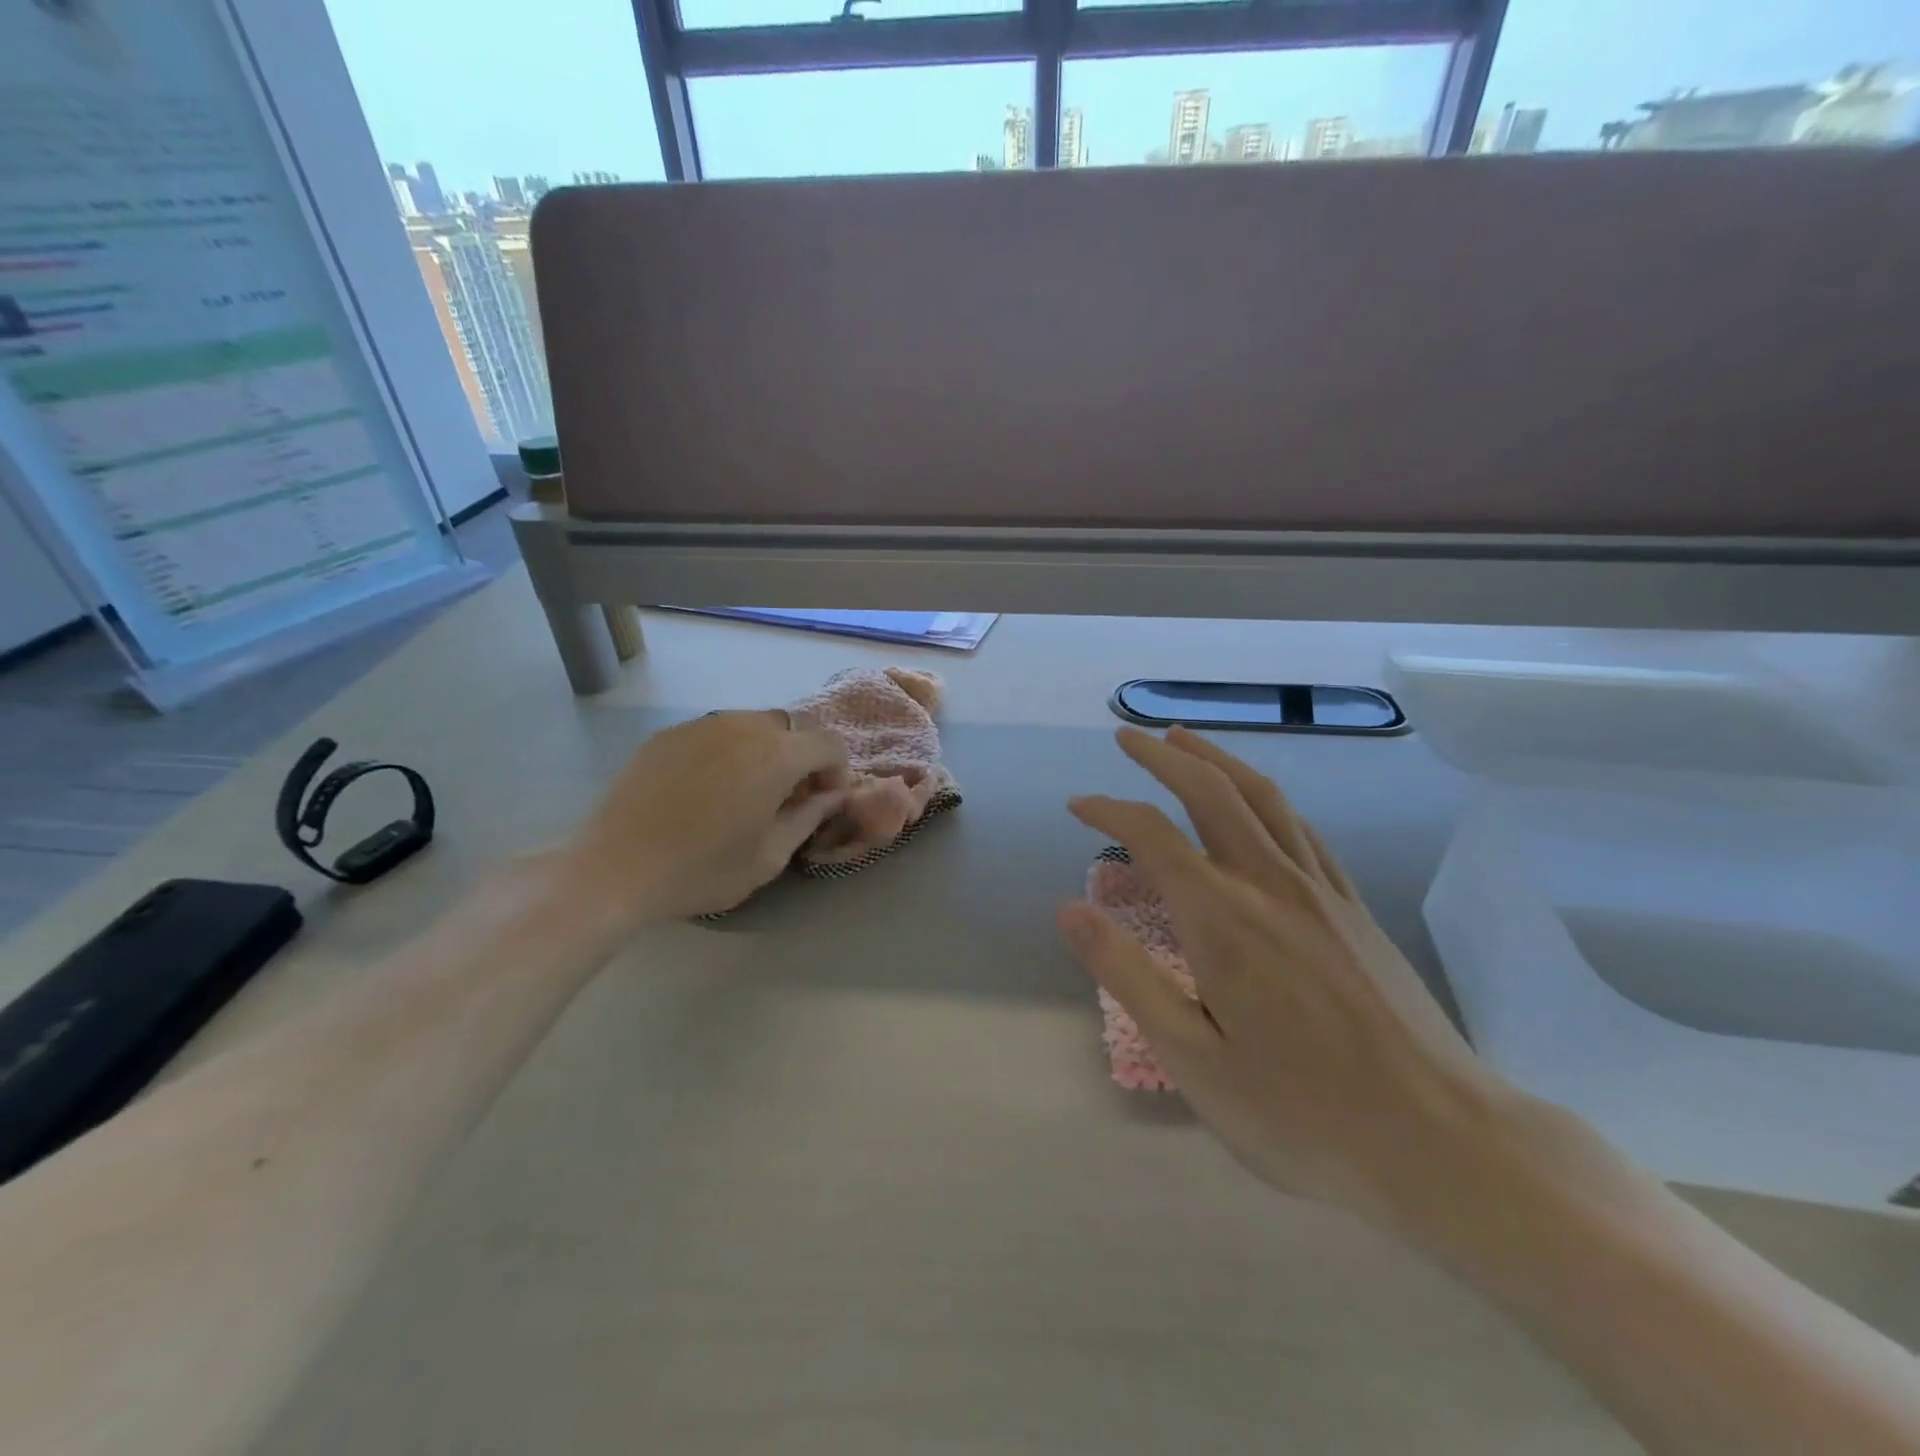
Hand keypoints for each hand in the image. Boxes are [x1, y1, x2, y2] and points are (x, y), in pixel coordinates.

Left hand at [565, 709, 848, 924]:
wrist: (614, 870)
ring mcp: (701, 725)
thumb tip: (832, 795)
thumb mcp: (770, 856)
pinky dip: (726, 752)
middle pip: (790, 729)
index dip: (836, 772)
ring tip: (745, 792)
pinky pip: (714, 733)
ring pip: (751, 725)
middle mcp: (743, 726)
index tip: (822, 802)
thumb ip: (810, 817)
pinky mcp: (668, 734)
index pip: (828, 744)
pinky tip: (706, 789)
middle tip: (786, 798)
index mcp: (776, 755)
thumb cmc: (702, 870)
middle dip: (800, 759)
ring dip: (763, 752)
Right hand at [1060, 726, 1508, 1226]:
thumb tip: (1070, 908)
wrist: (1443, 1142)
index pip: (1152, 835)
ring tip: (1186, 740)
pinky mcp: (1355, 908)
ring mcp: (1321, 891)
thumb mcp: (1192, 1059)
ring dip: (1218, 760)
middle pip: (1212, 792)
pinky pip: (1303, 829)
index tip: (1077, 804)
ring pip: (1263, 798)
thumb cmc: (1301, 1112)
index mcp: (1222, 918)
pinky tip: (1258, 803)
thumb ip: (1127, 975)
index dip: (1109, 809)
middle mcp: (1270, 884)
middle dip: (1164, 756)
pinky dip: (1266, 798)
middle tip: (1129, 735)